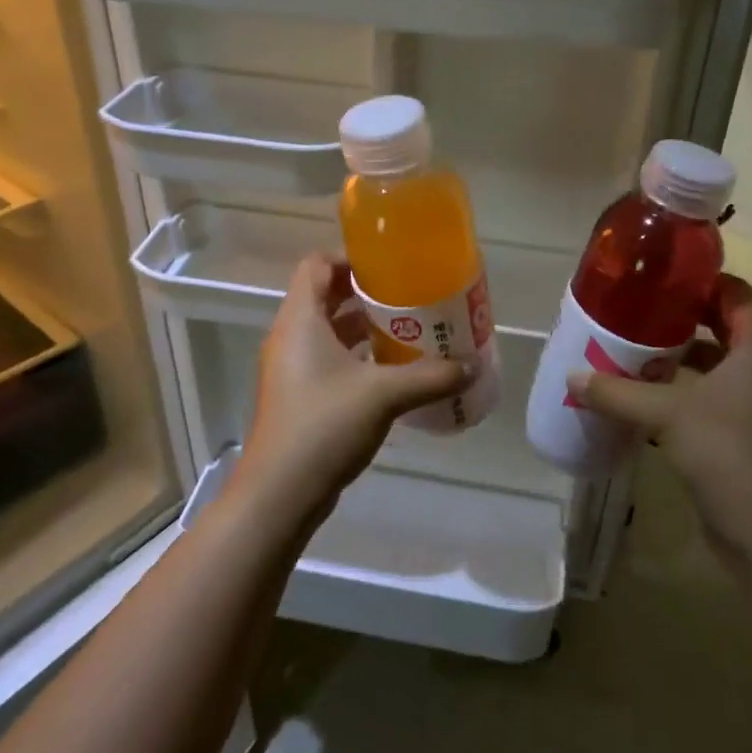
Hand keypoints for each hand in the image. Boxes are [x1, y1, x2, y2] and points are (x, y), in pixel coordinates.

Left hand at [235, 254, 468, 522]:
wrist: (280, 493)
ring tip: (407, 330)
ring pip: (328, 331)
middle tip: (407, 297)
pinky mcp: (298, 396)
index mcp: (301, 320)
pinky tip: (391, 372)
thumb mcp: (384, 395)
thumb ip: (430, 376)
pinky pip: (328, 360)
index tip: (388, 267)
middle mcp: (290, 337)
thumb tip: (471, 366)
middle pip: (324, 296)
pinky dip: (357, 357)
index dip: (349, 258)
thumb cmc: (325, 426)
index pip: (316, 265)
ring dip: (363, 327)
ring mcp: (291, 369)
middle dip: (365, 294)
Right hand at [566, 275, 751, 568]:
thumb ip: (617, 392)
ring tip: (625, 348)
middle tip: (631, 308)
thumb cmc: (728, 451)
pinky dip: (674, 390)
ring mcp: (751, 402)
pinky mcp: (738, 432)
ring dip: (672, 356)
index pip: (734, 292)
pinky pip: (703, 396)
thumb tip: (572, 376)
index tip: (657, 275)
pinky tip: (636, 396)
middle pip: (719, 325)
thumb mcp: (666, 413)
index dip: (699, 279)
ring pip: (709, 363)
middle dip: (677, 317)